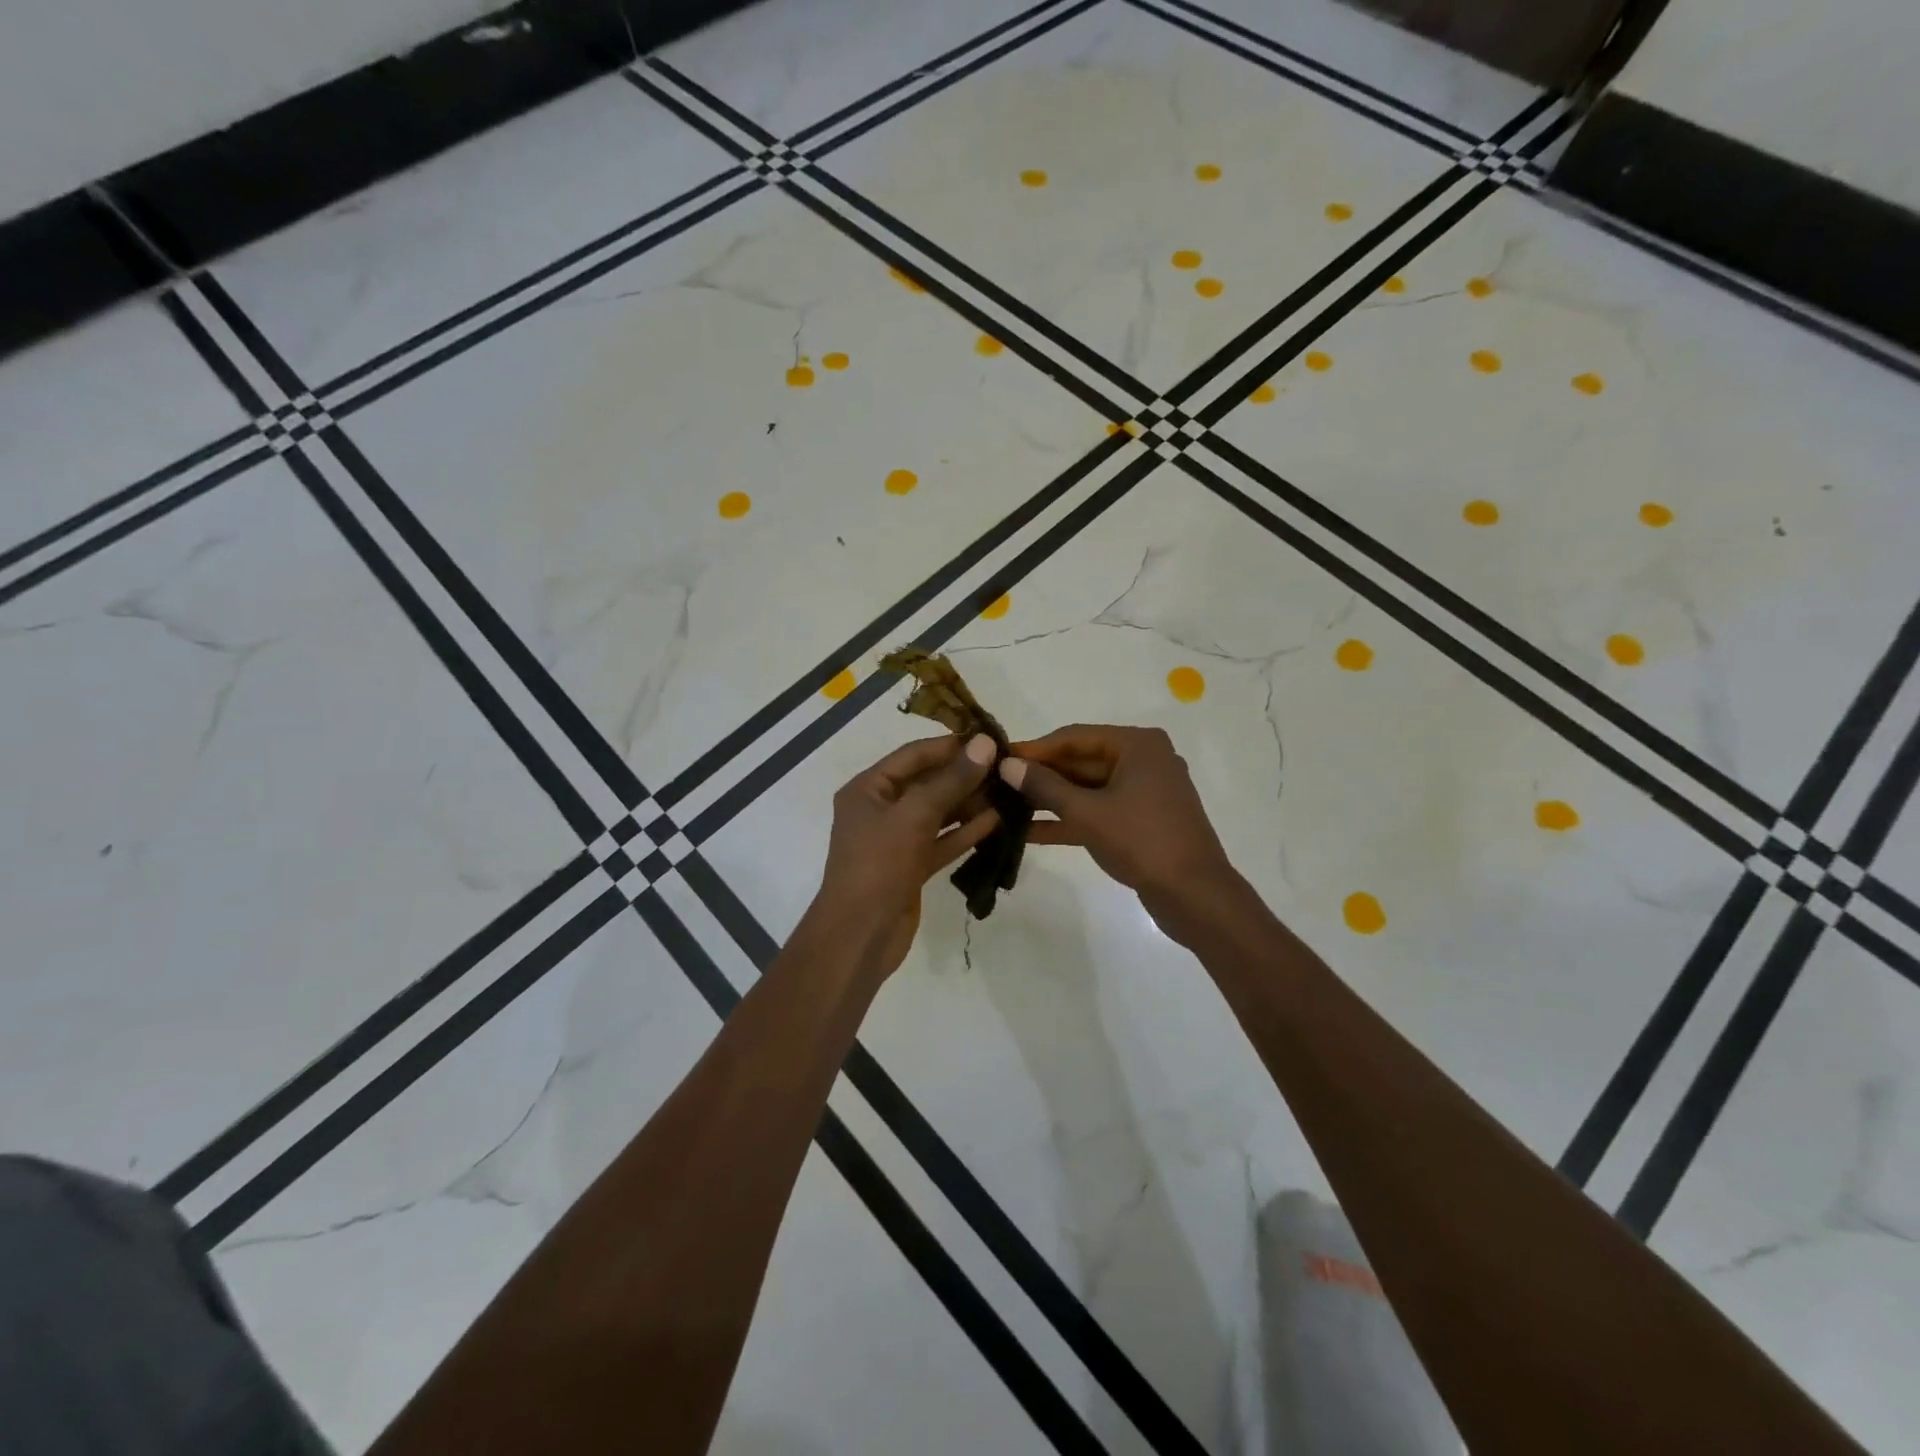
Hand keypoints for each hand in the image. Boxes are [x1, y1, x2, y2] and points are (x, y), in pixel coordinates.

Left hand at [812, 732, 999, 975]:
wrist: (859, 936)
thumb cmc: (878, 865)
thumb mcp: (914, 816)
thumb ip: (951, 781)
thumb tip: (985, 744)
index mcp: (868, 789)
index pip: (913, 755)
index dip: (950, 746)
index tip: (990, 739)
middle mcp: (880, 809)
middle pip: (927, 782)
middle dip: (964, 775)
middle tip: (1007, 767)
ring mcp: (896, 840)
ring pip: (938, 813)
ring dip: (969, 803)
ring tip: (1009, 791)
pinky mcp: (912, 866)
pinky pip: (942, 840)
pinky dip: (966, 831)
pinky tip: (998, 821)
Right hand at [1000, 724, 1237, 928]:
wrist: (1195, 896)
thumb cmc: (1142, 841)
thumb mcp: (1087, 813)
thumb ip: (1045, 787)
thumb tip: (1006, 765)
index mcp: (1137, 745)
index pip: (1074, 737)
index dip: (1035, 749)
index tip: (999, 758)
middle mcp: (1142, 761)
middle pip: (1080, 762)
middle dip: (1040, 777)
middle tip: (997, 784)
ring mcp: (1143, 793)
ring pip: (1086, 790)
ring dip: (1049, 800)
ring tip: (1004, 807)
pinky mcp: (1140, 822)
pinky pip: (1097, 812)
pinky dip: (1068, 820)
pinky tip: (1027, 832)